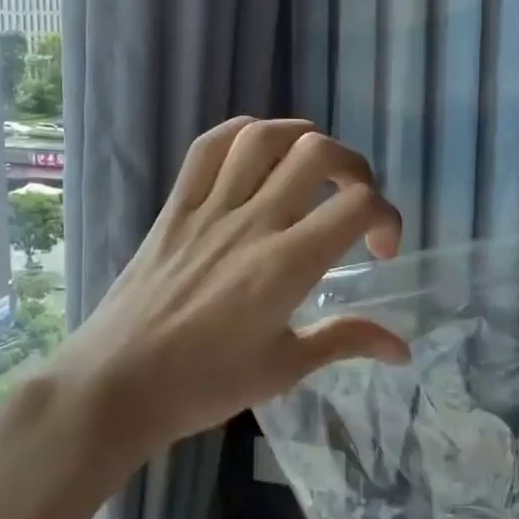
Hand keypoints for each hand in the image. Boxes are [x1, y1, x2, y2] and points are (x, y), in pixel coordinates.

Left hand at [43, 117, 408, 460]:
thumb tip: (402, 348)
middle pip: (317, 154)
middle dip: (353, 167)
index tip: (379, 250)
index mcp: (286, 265)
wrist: (116, 384)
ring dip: (301, 138)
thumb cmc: (203, 384)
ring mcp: (210, 208)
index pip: (357, 205)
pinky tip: (257, 150)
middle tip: (353, 200)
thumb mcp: (284, 368)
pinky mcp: (176, 206)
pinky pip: (207, 147)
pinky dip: (241, 133)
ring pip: (263, 137)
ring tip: (313, 164)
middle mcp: (253, 222)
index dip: (387, 216)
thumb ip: (345, 341)